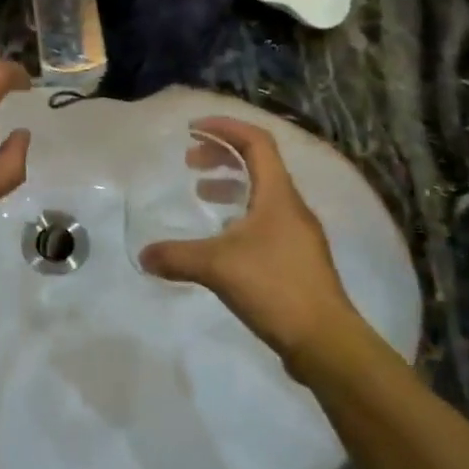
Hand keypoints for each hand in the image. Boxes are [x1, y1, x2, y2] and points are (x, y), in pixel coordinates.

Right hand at [138, 117, 359, 363]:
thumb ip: (177, 256)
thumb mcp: (217, 267)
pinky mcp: (297, 259)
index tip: (193, 128)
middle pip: (259, 163)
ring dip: (230, 184)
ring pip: (262, 193)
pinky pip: (265, 219)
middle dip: (222, 155)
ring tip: (200, 194)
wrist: (325, 341)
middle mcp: (291, 207)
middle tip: (190, 161)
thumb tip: (143, 256)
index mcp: (277, 195)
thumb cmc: (274, 287)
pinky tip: (221, 237)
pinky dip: (239, 214)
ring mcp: (298, 234)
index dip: (225, 127)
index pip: (256, 141)